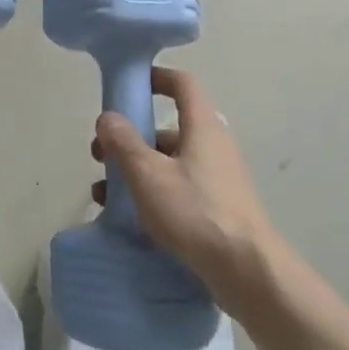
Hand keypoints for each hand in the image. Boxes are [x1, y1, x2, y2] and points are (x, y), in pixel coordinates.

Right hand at [90, 67, 277, 301]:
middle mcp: (213, 147)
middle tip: (101, 157)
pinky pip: (177, 190)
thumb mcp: (148, 174)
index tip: (128, 86)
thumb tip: (108, 117)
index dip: (156, 78)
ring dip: (135, 172)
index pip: (182, 84)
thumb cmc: (195, 212)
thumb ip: (124, 142)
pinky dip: (151, 196)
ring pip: (168, 164)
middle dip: (130, 139)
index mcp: (203, 127)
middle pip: (167, 129)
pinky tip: (127, 219)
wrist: (247, 271)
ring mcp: (217, 179)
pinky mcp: (217, 209)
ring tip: (104, 196)